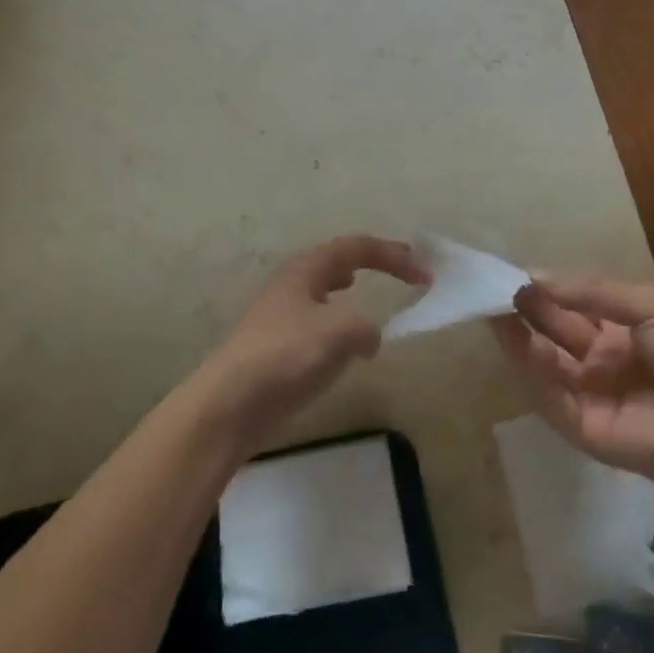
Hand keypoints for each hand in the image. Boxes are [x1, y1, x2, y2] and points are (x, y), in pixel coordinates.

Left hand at [200, 235, 428, 447]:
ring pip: (322, 289)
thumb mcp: (338, 333)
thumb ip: (366, 327)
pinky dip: (336, 320)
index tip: (424, 273)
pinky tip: (341, 342)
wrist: (229, 404)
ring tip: (362, 291)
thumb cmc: (285, 356)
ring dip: (347, 288)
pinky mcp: (276, 346)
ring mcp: (280, 315)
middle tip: (399, 273)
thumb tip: (368, 338)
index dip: (393, 255)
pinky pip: (315, 320)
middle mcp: (292, 284)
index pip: (356, 247)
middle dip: (370, 262)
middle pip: (336, 261)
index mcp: (306, 269)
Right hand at [491, 276, 653, 496]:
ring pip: (545, 359)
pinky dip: (528, 365)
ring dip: (517, 333)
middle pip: (556, 328)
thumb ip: (598, 292)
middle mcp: (605, 359)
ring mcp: (592, 393)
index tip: (518, 270)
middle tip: (495, 283)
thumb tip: (541, 277)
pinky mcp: (582, 426)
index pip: (577, 304)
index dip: (549, 287)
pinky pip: (549, 392)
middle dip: (528, 305)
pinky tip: (512, 336)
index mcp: (628, 330)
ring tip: (490, 303)